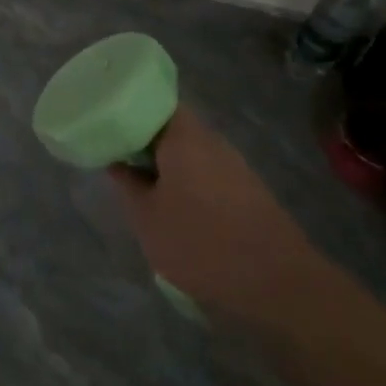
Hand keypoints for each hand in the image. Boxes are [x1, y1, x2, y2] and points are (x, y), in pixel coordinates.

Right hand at [108, 105, 316, 317]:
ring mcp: (234, 164)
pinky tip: (177, 209)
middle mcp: (211, 140)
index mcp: (184, 135)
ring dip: (167, 165)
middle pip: (171, 127)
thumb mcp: (147, 219)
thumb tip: (117, 162)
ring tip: (143, 189)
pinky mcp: (248, 189)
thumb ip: (127, 185)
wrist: (277, 283)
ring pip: (190, 152)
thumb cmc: (201, 243)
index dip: (128, 112)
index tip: (108, 129)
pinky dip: (188, 182)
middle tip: (119, 162)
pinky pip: (207, 172)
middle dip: (144, 142)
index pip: (152, 102)